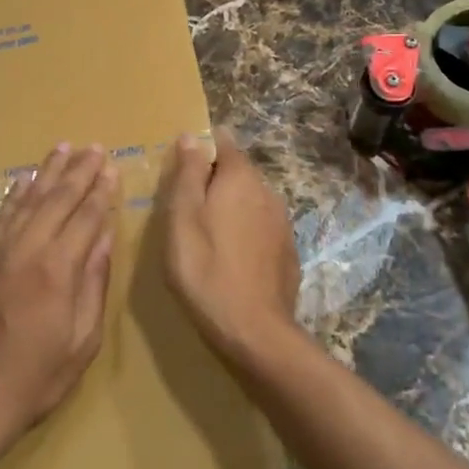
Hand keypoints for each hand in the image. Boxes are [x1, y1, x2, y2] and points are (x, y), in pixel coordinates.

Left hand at [0, 143, 117, 452]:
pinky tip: (25, 179)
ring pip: (28, 200)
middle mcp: (27, 250)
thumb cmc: (34, 378)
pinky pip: (1, 216)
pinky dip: (15, 194)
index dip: (101, 191)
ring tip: (64, 148)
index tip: (111, 167)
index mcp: (58, 270)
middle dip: (79, 171)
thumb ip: (93, 285)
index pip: (86, 217)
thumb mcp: (81, 342)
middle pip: (58, 199)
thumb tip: (103, 239)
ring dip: (48, 172)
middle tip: (94, 147)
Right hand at [159, 130, 301, 362]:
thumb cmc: (206, 270)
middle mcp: (267, 191)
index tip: (180, 169)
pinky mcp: (287, 251)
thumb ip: (187, 175)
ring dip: (229, 208)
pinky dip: (244, 232)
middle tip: (185, 208)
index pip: (223, 142)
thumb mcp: (182, 219)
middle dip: (213, 181)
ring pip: (250, 200)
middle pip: (237, 172)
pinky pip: (260, 227)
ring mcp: (282, 223)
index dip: (200, 148)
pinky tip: (229, 258)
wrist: (255, 332)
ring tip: (205, 235)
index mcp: (240, 178)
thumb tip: (190, 136)